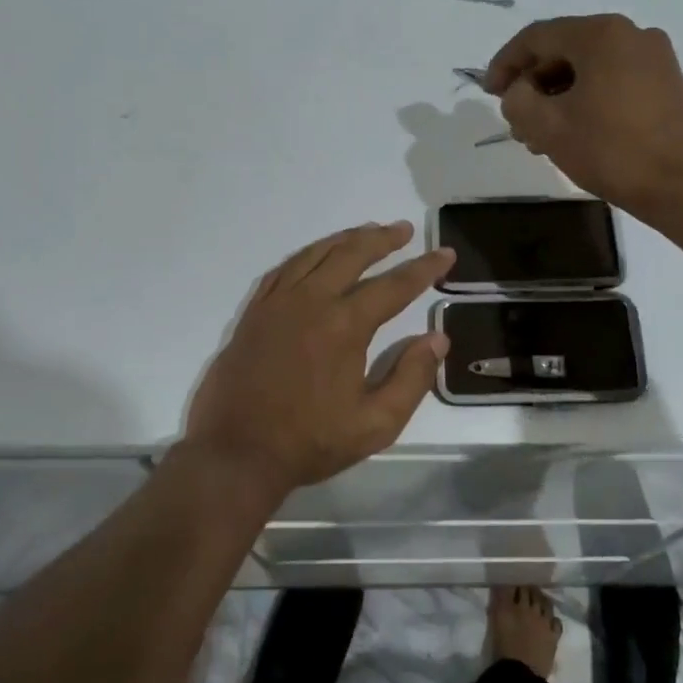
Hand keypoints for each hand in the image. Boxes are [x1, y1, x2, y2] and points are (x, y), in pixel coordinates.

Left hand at [182, 221, 453, 500]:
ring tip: (367, 232)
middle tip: (405, 230)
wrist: (237, 452)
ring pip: (315, 254)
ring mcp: (278, 303)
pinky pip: (284, 269)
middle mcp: (311, 301)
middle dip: (383, 239)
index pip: (394, 286)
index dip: (424, 269)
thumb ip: (412, 378)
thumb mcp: (376, 423)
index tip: (445, 254)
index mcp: (345, 325)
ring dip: (346, 239)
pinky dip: (307, 255)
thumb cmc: (310, 441)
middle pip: (352, 254)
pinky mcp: (254, 312)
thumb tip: (437, 338)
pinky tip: (317, 255)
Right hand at [485, 14, 682, 219]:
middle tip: (516, 121)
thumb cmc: (611, 151)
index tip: (489, 93)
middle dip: (533, 85)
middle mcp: (631, 34)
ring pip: (589, 69)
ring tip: (540, 136)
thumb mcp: (548, 126)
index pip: (536, 37)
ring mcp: (655, 58)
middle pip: (564, 50)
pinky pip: (613, 81)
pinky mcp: (667, 84)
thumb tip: (519, 92)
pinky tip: (574, 132)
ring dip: (558, 96)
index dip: (505, 64)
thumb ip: (517, 100)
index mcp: (601, 34)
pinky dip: (586, 100)